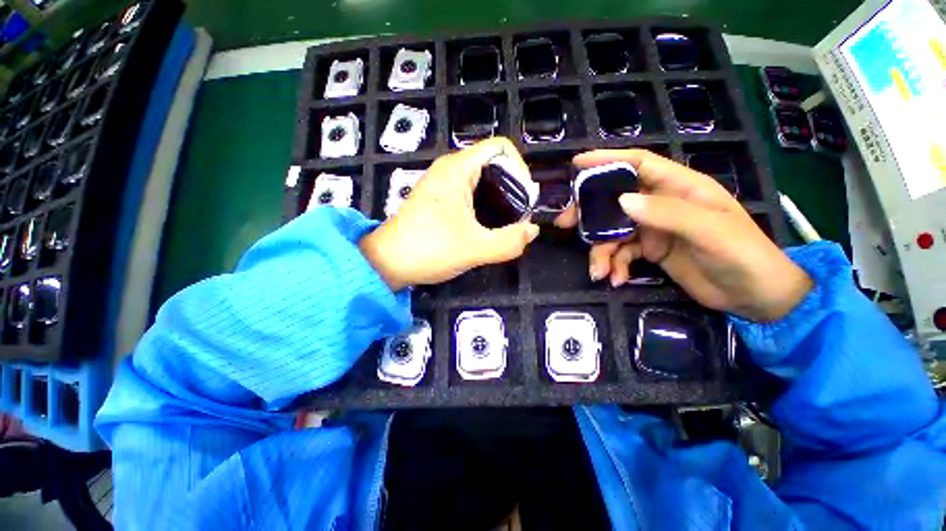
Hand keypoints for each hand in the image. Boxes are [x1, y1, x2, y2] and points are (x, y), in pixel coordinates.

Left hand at [360, 138, 539, 290]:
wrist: (387, 263)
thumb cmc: (428, 250)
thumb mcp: (474, 248)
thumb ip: (509, 241)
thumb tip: (532, 231)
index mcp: (458, 168)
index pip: (502, 148)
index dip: (521, 170)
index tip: (524, 200)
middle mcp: (450, 169)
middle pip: (495, 164)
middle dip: (513, 188)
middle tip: (519, 217)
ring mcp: (443, 184)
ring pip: (484, 180)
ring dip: (501, 199)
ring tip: (508, 224)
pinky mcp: (439, 199)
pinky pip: (472, 193)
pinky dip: (487, 205)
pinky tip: (489, 226)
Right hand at [556, 149, 811, 321]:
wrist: (755, 297)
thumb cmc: (743, 255)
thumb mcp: (709, 231)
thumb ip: (666, 213)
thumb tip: (621, 201)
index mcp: (680, 187)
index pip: (638, 163)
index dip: (607, 160)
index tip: (577, 164)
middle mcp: (661, 204)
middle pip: (614, 198)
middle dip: (588, 212)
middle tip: (565, 223)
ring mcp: (653, 228)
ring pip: (612, 231)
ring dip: (601, 251)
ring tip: (599, 272)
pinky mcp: (649, 251)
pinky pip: (621, 254)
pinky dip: (614, 266)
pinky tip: (616, 279)